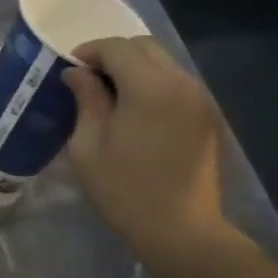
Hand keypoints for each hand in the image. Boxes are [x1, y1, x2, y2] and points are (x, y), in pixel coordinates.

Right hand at [63, 36, 235, 267]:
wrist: (182, 230)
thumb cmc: (125, 190)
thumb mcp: (88, 146)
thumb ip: (86, 100)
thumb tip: (78, 74)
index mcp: (149, 87)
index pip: (116, 47)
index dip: (89, 51)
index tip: (69, 68)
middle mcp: (181, 82)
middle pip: (145, 47)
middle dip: (113, 54)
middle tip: (88, 78)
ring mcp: (200, 98)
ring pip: (163, 63)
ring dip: (134, 68)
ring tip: (109, 94)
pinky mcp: (207, 115)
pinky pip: (175, 83)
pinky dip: (152, 83)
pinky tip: (135, 110)